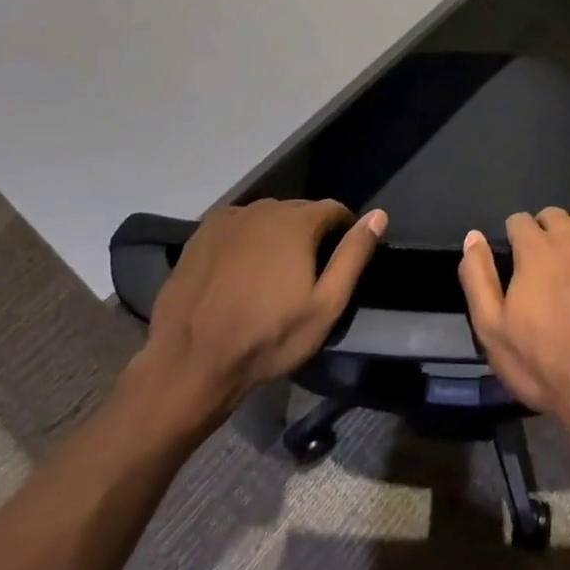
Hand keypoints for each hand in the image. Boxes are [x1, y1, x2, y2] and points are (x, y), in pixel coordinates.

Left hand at [134, 199, 384, 426]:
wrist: (191, 361)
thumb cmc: (268, 337)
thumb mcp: (325, 305)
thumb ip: (353, 256)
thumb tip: (378, 215)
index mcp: (296, 222)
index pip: (333, 209)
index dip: (343, 231)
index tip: (340, 259)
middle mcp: (262, 208)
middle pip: (298, 211)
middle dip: (309, 234)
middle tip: (306, 273)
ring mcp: (228, 219)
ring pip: (266, 219)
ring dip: (276, 236)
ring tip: (272, 275)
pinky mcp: (200, 234)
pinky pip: (237, 228)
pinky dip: (246, 241)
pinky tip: (239, 273)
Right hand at [457, 208, 569, 459]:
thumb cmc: (544, 363)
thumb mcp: (492, 329)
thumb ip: (478, 277)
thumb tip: (473, 237)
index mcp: (535, 249)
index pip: (519, 220)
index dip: (514, 238)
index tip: (516, 261)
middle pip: (553, 215)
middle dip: (544, 231)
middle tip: (543, 264)